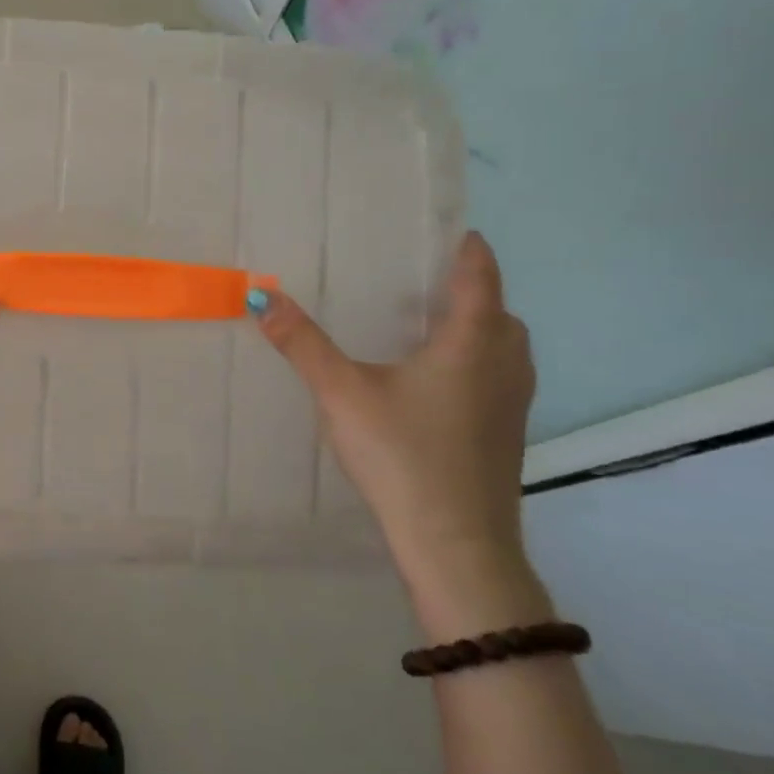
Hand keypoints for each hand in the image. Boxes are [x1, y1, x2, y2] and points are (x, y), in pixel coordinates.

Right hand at [254, 233, 535, 590]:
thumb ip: (302, 343)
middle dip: (468, 289)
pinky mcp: (507, 434)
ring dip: (477, 327)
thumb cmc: (403, 455)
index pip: (480, 276)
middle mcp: (505, 365)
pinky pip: (498, 375)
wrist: (455, 544)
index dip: (466, 249)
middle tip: (419, 279)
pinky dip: (475, 360)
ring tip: (426, 326)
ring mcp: (513, 403)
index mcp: (472, 343)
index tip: (449, 229)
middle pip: (498, 310)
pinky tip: (433, 382)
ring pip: (504, 346)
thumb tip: (261, 296)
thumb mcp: (342, 393)